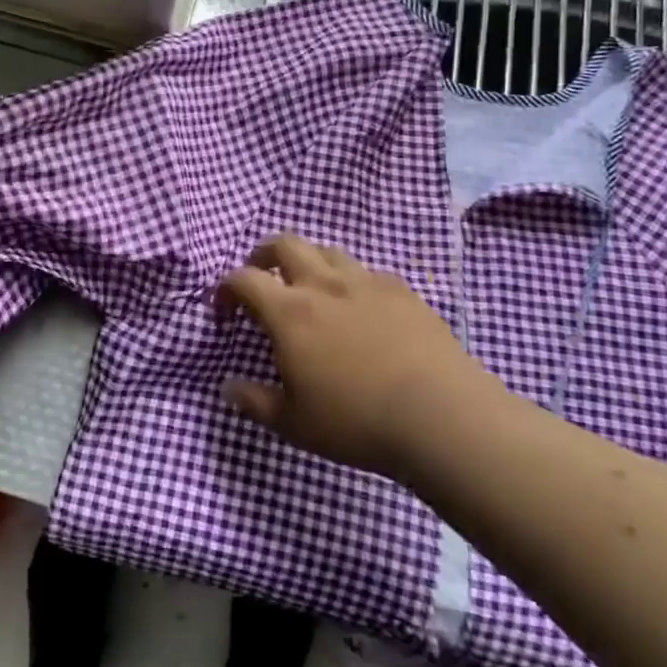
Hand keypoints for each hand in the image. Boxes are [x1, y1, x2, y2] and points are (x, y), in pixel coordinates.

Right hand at [219, 235, 497, 477]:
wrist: (442, 416)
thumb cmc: (357, 422)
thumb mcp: (294, 423)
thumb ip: (254, 402)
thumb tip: (227, 388)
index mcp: (289, 311)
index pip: (244, 278)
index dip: (226, 288)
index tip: (225, 311)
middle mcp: (323, 284)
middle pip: (284, 243)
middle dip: (264, 255)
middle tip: (262, 278)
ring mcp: (365, 282)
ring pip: (327, 250)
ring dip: (309, 262)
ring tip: (311, 290)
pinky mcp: (402, 290)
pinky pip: (366, 272)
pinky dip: (351, 281)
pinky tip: (360, 309)